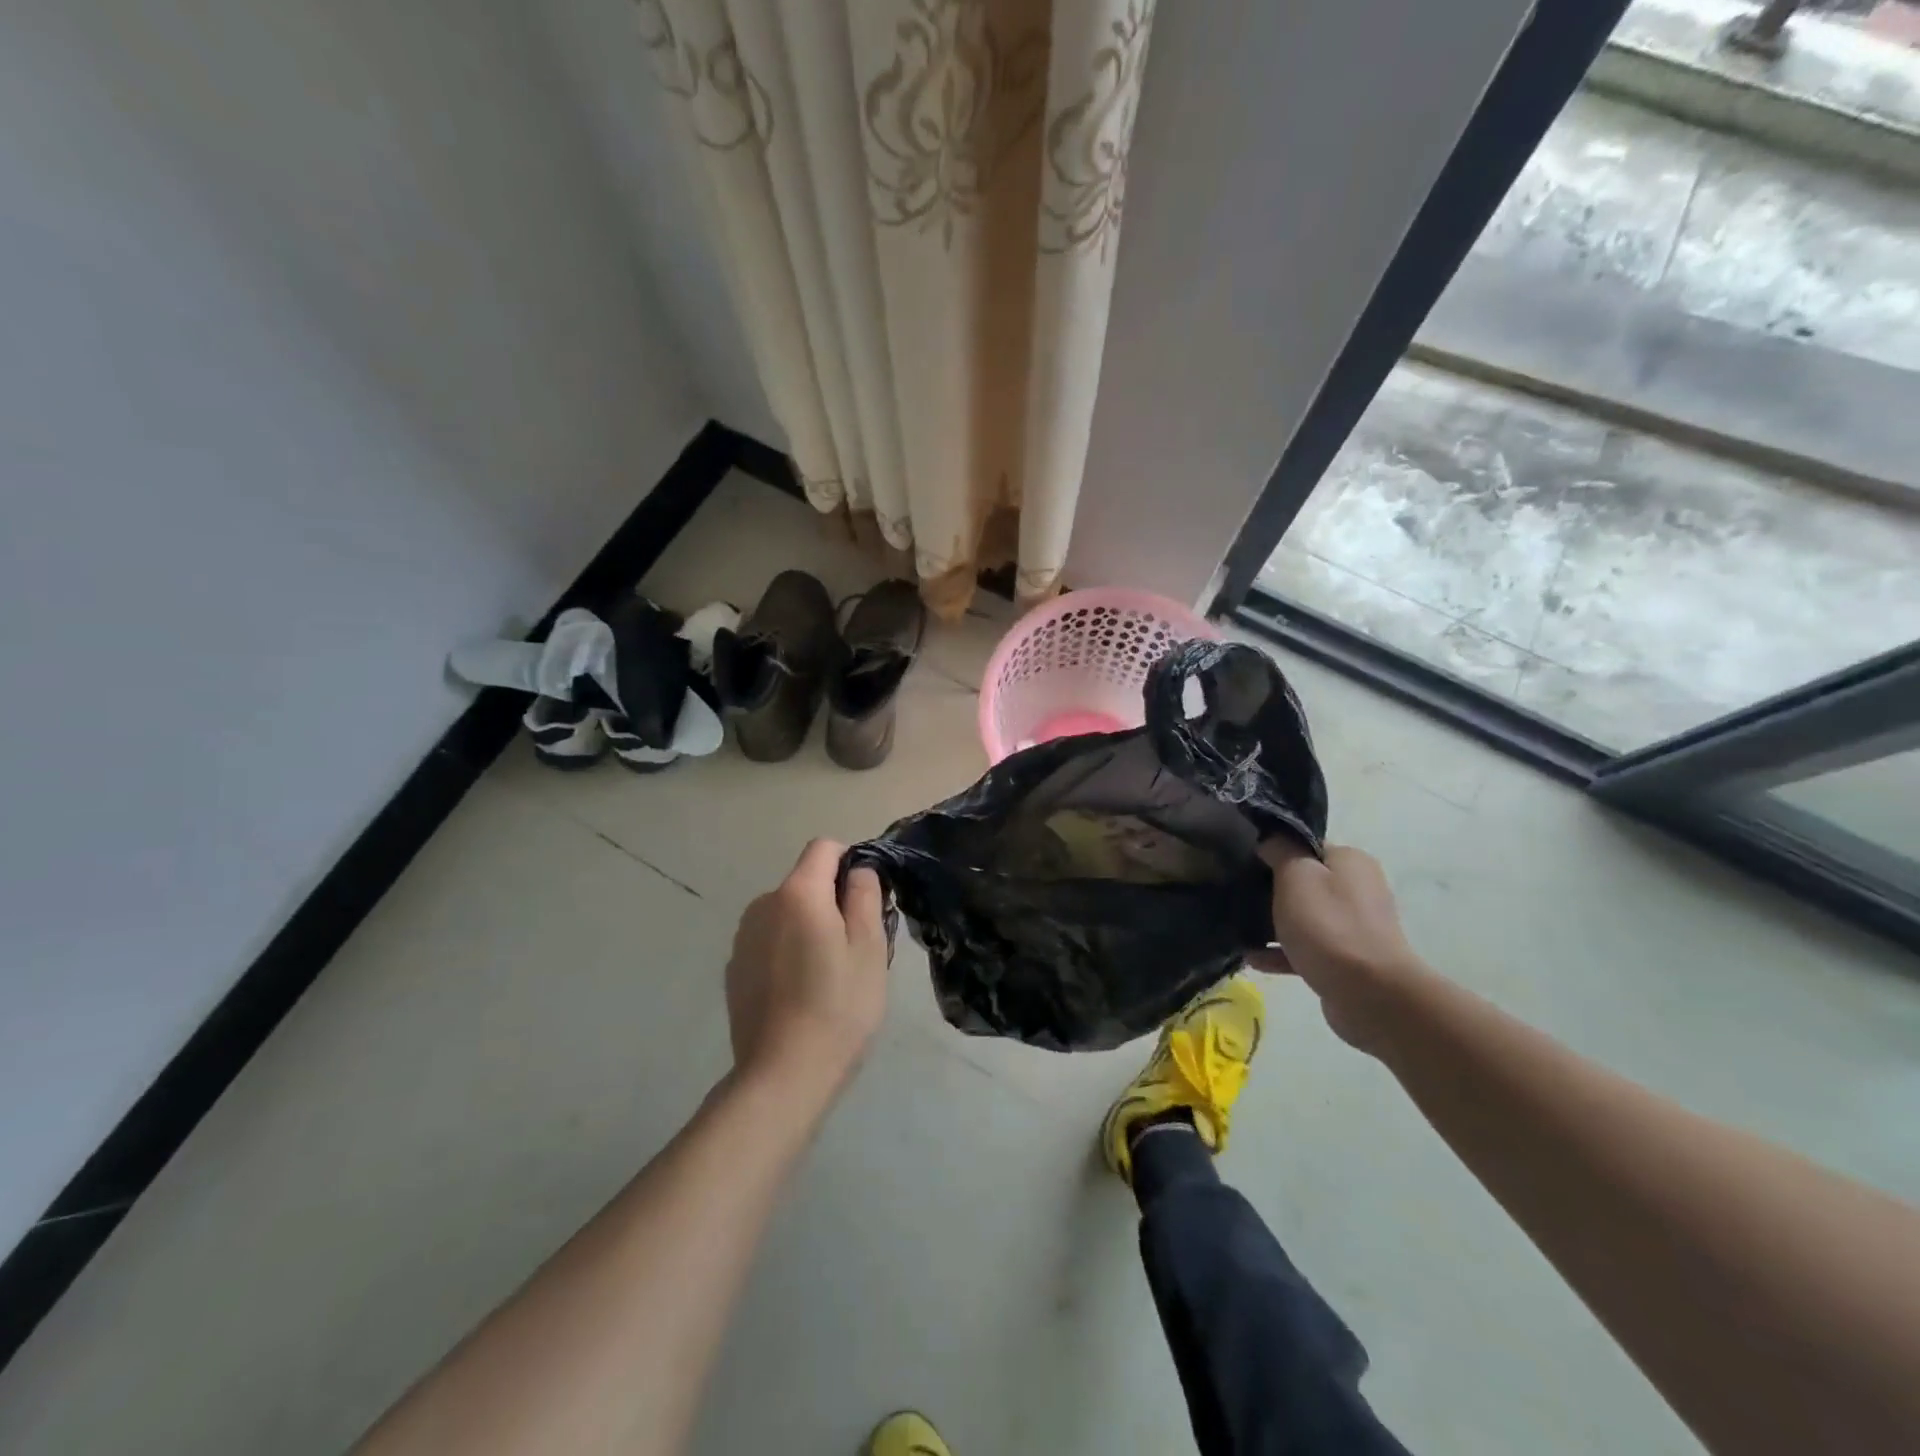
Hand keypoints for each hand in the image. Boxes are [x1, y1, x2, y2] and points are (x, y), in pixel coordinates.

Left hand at [724, 839, 889, 1093]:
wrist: (783, 1075)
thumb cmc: (839, 1005)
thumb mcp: (870, 947)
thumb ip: (865, 895)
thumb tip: (857, 870)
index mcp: (798, 893)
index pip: (824, 848)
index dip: (851, 863)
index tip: (866, 901)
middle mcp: (762, 904)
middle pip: (805, 882)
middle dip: (832, 901)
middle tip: (857, 948)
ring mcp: (743, 938)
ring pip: (787, 913)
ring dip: (809, 927)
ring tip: (829, 976)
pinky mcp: (735, 969)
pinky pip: (770, 941)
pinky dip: (787, 952)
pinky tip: (800, 994)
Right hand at [1252, 841, 1420, 1052]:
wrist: (1370, 995)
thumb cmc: (1329, 926)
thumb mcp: (1296, 876)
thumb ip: (1280, 850)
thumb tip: (1270, 840)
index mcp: (1350, 862)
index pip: (1306, 845)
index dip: (1274, 849)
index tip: (1243, 859)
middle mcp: (1357, 889)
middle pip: (1304, 881)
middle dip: (1270, 889)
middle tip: (1236, 892)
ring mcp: (1354, 927)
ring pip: (1303, 917)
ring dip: (1273, 923)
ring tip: (1238, 927)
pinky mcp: (1346, 961)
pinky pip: (1306, 948)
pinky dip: (1281, 952)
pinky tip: (1252, 957)